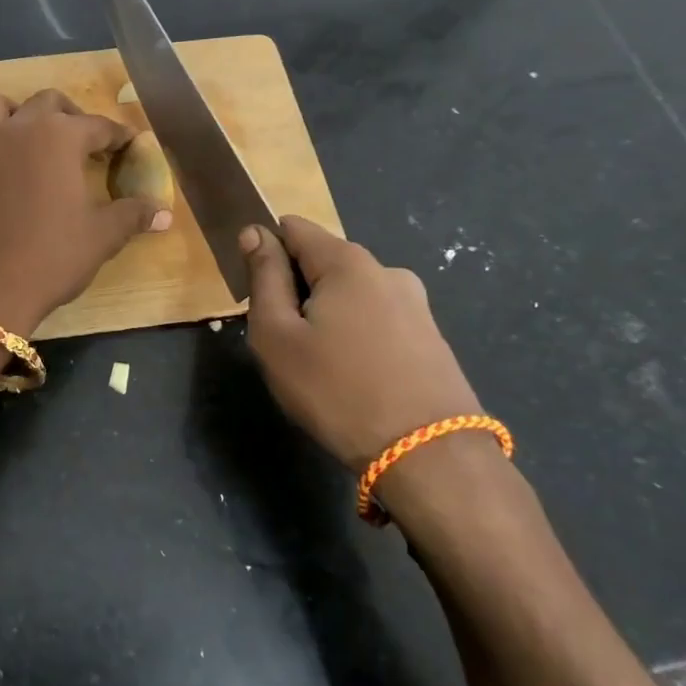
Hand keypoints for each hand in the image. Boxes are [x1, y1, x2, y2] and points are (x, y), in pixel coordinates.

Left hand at [0, 90, 171, 333]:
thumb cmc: (55, 256)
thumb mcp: (104, 236)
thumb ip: (134, 215)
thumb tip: (164, 213)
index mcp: (60, 137)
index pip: (98, 126)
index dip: (118, 136)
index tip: (129, 146)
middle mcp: (19, 130)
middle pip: (47, 102)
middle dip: (70, 116)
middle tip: (84, 143)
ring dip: (11, 114)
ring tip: (26, 138)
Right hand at [239, 217, 479, 469]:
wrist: (429, 457)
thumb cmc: (336, 391)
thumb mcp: (277, 335)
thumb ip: (263, 277)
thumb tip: (255, 232)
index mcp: (347, 261)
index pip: (292, 228)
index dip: (265, 252)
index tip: (257, 295)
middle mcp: (386, 270)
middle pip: (322, 261)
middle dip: (296, 290)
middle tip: (284, 342)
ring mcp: (415, 304)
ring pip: (349, 294)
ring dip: (326, 315)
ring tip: (319, 366)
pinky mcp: (431, 337)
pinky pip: (376, 319)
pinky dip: (355, 335)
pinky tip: (353, 378)